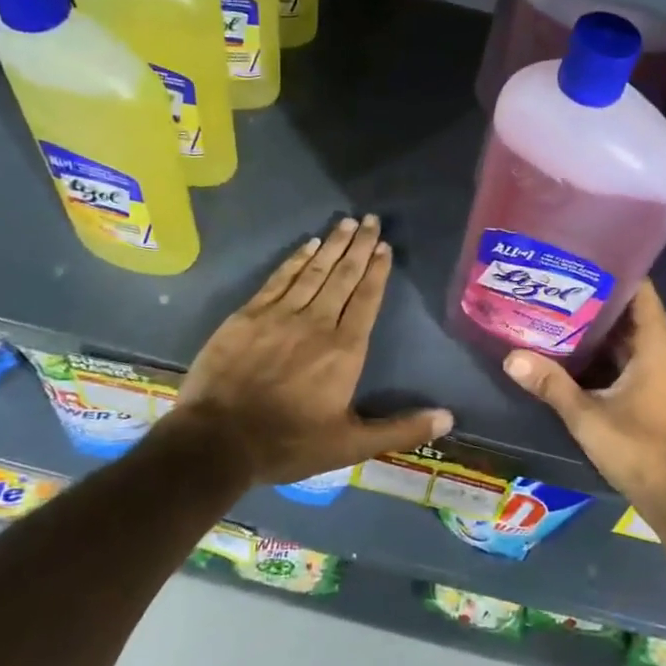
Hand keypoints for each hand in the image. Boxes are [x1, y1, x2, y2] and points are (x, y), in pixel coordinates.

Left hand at [178, 215, 452, 484]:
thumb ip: (399, 429)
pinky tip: (307, 244)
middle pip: (343, 276)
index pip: (366, 299)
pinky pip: (279, 278)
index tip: (384, 247)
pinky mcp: (248, 315)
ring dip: (332, 245)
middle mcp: (317, 322)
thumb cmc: (288, 443)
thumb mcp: (350, 446)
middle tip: (371, 219)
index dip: (377, 271)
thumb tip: (448, 419)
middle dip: (359, 246)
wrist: (217, 441)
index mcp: (344, 350)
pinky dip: (296, 259)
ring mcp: (280, 315)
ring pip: (314, 271)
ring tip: (347, 222)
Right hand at [501, 281, 665, 532]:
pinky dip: (605, 349)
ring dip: (596, 325)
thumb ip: (551, 384)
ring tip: (554, 307)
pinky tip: (570, 348)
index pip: (638, 287)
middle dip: (593, 297)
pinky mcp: (658, 386)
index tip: (574, 259)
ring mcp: (664, 368)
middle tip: (552, 283)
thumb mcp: (588, 416)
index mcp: (658, 342)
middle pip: (629, 309)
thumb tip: (511, 357)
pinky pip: (630, 354)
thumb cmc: (641, 450)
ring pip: (628, 334)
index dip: (609, 270)